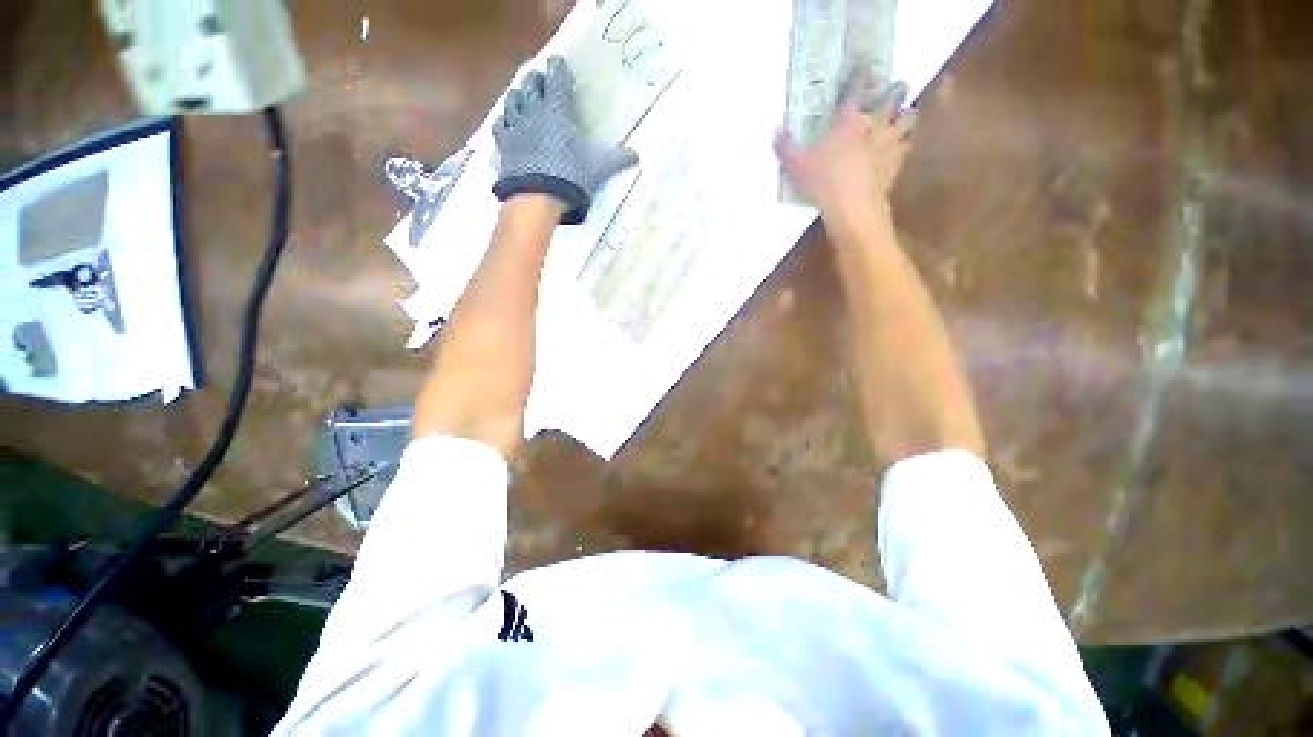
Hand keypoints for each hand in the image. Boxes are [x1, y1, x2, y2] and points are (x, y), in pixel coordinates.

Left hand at [493, 56, 639, 224]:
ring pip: (513, 101)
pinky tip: (506, 122)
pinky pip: (501, 125)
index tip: (557, 61)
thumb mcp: (599, 168)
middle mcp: (534, 112)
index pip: (556, 80)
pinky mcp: (504, 145)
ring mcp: (516, 128)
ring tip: (521, 95)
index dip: (557, 69)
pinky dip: (505, 120)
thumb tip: (637, 156)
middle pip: (531, 86)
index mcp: (558, 112)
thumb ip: (618, 159)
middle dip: (535, 79)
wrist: (537, 198)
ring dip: (518, 95)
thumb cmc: (571, 178)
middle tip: (538, 78)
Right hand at [774, 78, 915, 221]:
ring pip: (907, 120)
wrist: (853, 207)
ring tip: (906, 113)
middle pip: (891, 99)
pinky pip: (907, 146)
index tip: (862, 70)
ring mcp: (889, 144)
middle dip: (897, 90)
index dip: (858, 78)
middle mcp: (873, 125)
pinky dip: (906, 143)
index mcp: (848, 121)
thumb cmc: (823, 182)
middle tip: (900, 85)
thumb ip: (786, 147)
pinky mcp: (896, 164)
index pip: (855, 91)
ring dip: (907, 115)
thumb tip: (776, 131)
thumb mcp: (796, 166)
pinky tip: (902, 146)